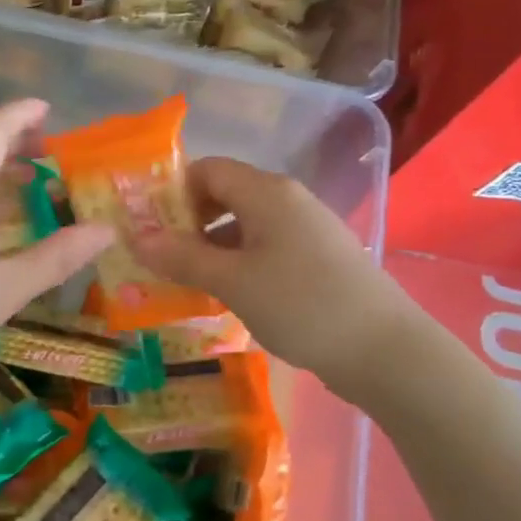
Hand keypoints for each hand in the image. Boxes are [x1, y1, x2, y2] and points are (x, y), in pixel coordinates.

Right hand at [127, 157, 402, 380]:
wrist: (385, 350)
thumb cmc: (301, 304)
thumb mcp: (232, 281)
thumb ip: (181, 257)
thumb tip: (135, 237)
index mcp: (267, 192)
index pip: (208, 170)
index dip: (173, 192)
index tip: (148, 227)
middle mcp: (287, 200)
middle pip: (225, 195)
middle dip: (188, 222)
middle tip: (160, 257)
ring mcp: (305, 229)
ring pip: (243, 225)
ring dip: (211, 247)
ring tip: (185, 281)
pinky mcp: (316, 258)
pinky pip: (264, 247)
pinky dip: (238, 263)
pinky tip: (227, 294)